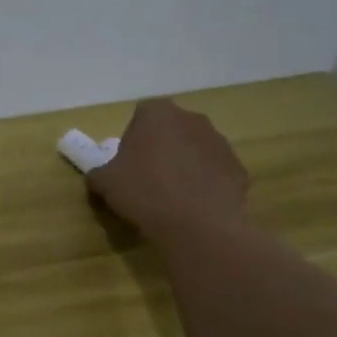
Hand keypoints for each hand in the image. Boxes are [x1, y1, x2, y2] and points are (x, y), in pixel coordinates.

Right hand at [88, 97, 250, 234]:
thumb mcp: (104, 182)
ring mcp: (219, 141)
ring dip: (183, 164)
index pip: (140, 116)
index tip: (127, 163)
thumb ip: (98, 172)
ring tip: (171, 196)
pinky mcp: (237, 167)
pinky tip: (193, 205)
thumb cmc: (144, 191)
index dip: (132, 139)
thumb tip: (100, 175)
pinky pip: (214, 171)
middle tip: (147, 178)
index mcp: (157, 113)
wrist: (197, 223)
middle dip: (160, 148)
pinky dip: (204, 183)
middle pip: (170, 130)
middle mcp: (191, 118)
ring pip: (194, 149)